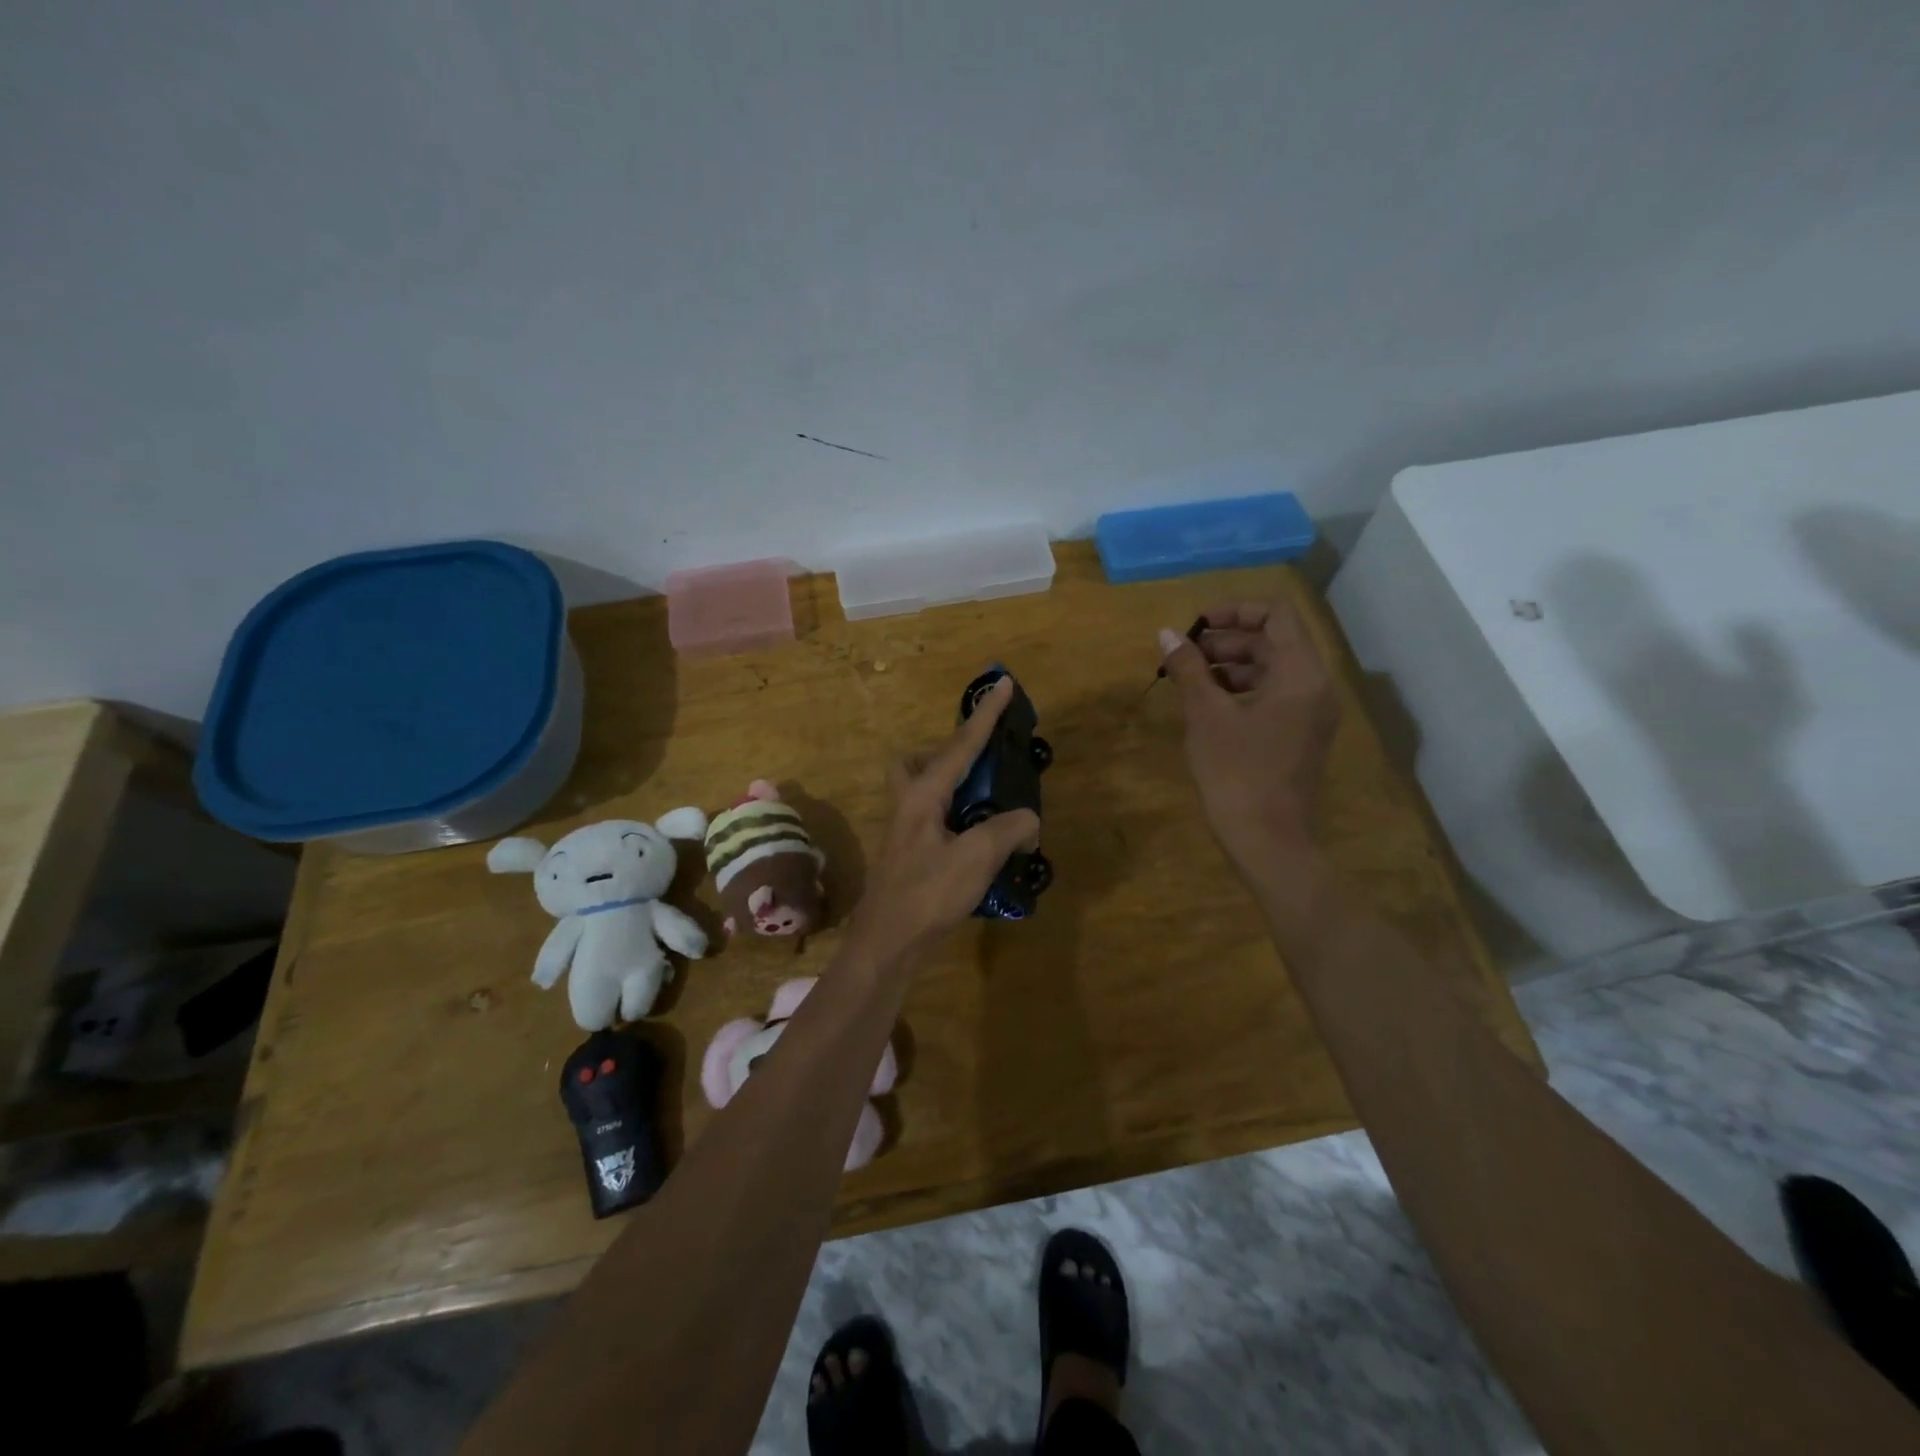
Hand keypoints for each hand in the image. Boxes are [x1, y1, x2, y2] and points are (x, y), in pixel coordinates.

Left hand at [845, 677, 1041, 968]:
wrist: (887, 943)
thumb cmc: (927, 894)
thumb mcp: (977, 857)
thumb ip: (1008, 829)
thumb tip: (1026, 820)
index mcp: (923, 795)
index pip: (961, 745)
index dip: (986, 715)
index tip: (1003, 684)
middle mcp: (909, 805)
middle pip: (919, 761)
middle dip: (949, 752)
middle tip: (980, 763)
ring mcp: (906, 831)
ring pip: (925, 790)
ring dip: (955, 787)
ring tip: (992, 805)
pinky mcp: (912, 855)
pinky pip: (936, 819)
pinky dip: (959, 818)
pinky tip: (983, 843)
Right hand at [1158, 598, 1340, 871]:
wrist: (1268, 841)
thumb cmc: (1236, 773)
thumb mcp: (1206, 716)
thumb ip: (1189, 669)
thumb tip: (1167, 633)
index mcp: (1300, 674)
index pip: (1276, 615)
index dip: (1234, 610)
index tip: (1196, 625)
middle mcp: (1316, 687)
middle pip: (1274, 641)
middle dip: (1228, 641)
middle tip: (1185, 656)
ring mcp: (1312, 714)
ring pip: (1273, 670)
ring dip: (1232, 666)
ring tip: (1190, 680)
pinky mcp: (1301, 736)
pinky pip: (1275, 696)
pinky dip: (1243, 690)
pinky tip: (1209, 706)